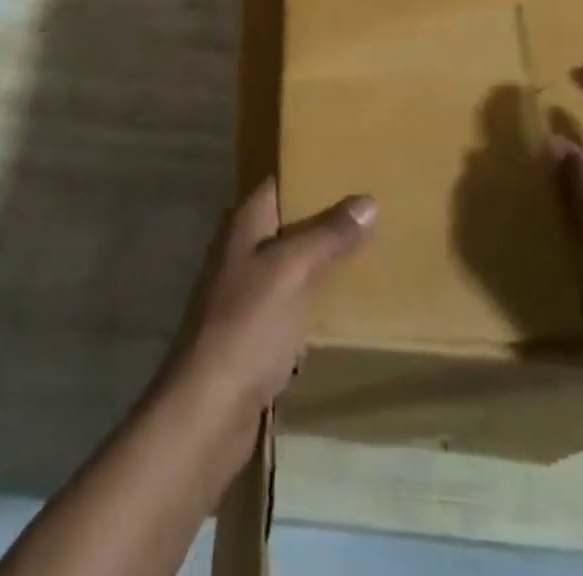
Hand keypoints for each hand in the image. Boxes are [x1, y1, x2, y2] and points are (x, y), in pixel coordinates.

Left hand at [168, 180, 374, 433]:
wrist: (208, 411)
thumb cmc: (248, 326)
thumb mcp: (292, 270)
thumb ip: (328, 234)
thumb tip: (367, 200)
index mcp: (244, 225)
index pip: (279, 184)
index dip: (312, 174)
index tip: (352, 171)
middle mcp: (241, 251)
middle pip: (288, 224)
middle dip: (326, 220)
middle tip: (373, 213)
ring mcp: (245, 294)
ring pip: (292, 266)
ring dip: (323, 263)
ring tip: (371, 254)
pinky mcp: (254, 334)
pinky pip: (292, 305)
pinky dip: (316, 302)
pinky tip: (346, 307)